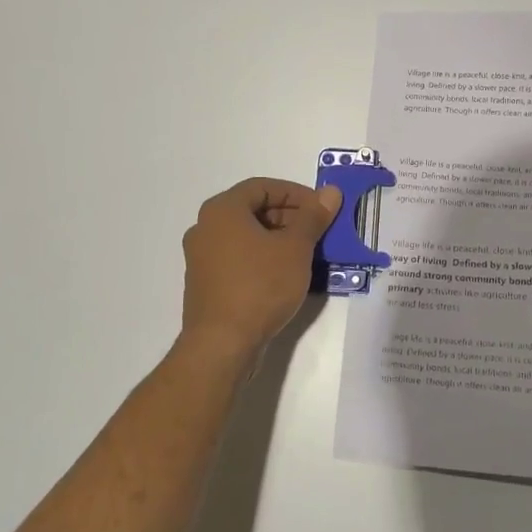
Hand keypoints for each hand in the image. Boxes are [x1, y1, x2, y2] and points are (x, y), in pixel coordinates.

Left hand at [179, 178, 341, 363]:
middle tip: (319, 232)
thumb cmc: (260, 286)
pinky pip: (238, 259)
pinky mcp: (205, 284)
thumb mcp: (295, 248)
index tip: (321, 209)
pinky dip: (263, 259)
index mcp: (222, 210)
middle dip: (290, 218)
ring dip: (278, 240)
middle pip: (253, 210)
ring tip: (308, 255)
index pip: (263, 187)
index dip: (296, 194)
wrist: (222, 345)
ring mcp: (201, 258)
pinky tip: (286, 277)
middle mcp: (205, 228)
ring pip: (247, 237)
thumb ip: (313, 217)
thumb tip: (330, 192)